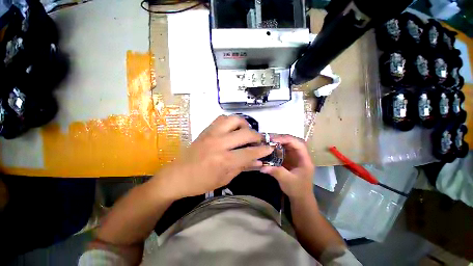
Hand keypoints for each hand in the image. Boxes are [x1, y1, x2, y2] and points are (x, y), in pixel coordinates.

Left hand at [153, 115, 273, 199]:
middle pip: (245, 133)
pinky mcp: (206, 130)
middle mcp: (219, 143)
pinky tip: (233, 129)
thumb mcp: (225, 179)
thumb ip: (243, 167)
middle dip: (257, 136)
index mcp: (224, 160)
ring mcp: (212, 134)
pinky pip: (222, 119)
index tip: (271, 147)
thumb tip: (258, 161)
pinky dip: (231, 121)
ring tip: (245, 132)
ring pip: (234, 119)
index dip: (263, 150)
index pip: (250, 152)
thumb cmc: (202, 182)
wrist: (178, 175)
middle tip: (259, 141)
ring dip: (244, 125)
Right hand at [260, 135, 314, 200]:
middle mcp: (301, 156)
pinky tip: (270, 148)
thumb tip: (262, 167)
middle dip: (282, 139)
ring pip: (288, 145)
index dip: (287, 139)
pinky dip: (277, 148)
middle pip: (293, 142)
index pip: (298, 144)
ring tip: (269, 141)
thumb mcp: (287, 180)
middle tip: (270, 139)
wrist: (300, 198)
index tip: (275, 140)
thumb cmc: (297, 189)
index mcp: (305, 160)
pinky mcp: (290, 160)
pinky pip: (284, 150)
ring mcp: (295, 157)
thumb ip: (275, 172)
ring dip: (279, 142)